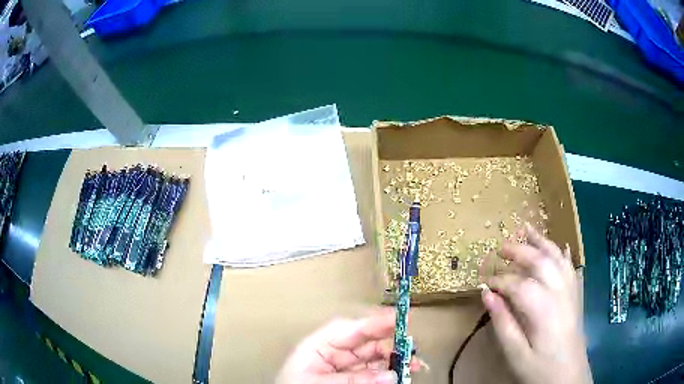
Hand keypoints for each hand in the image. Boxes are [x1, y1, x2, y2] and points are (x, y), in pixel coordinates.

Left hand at [276, 309, 419, 383]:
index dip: (374, 321)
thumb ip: (352, 380)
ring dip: (395, 359)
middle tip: (412, 349)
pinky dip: (388, 373)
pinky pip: (373, 372)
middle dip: (392, 343)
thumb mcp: (317, 382)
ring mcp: (345, 366)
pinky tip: (401, 374)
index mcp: (319, 345)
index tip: (399, 318)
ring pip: (375, 358)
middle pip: (368, 342)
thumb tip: (389, 375)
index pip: (350, 328)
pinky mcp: (352, 378)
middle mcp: (335, 352)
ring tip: (414, 365)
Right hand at [483, 223, 591, 383]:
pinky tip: (557, 246)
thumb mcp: (515, 353)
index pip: (518, 284)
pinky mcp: (576, 294)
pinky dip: (561, 253)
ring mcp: (571, 291)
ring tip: (526, 230)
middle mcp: (560, 292)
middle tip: (500, 248)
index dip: (499, 281)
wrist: (569, 377)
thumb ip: (502, 322)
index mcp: (543, 309)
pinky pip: (569, 266)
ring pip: (557, 257)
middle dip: (519, 251)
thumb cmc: (540, 369)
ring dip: (541, 242)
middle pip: (540, 262)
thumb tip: (486, 295)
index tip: (484, 283)